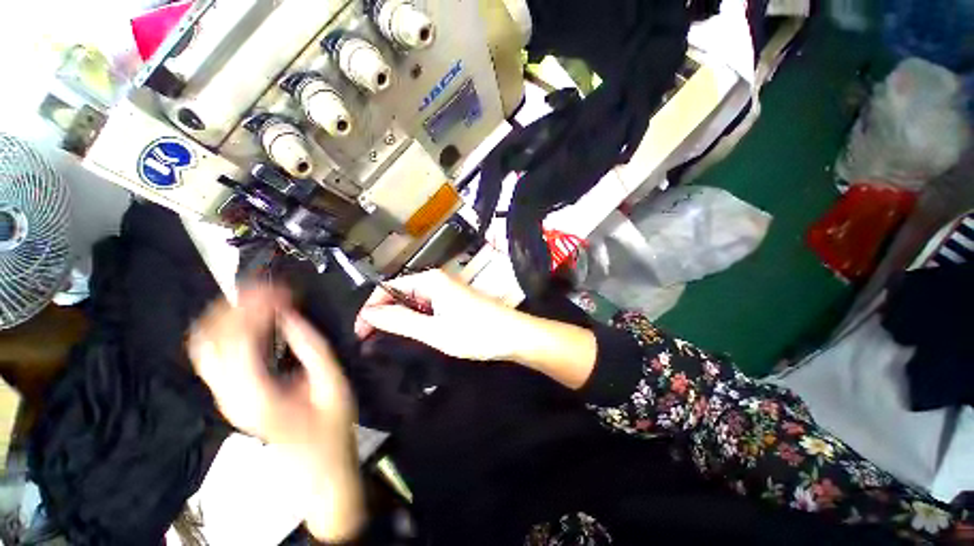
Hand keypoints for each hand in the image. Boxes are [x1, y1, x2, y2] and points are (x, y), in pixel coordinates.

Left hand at [188, 287, 362, 541]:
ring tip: (256, 296)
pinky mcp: (228, 394)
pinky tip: (244, 319)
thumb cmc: (330, 425)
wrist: (315, 462)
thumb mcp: (331, 384)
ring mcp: (223, 395)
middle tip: (268, 287)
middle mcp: (228, 394)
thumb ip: (311, 348)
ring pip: (204, 345)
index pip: (240, 338)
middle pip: (211, 338)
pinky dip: (224, 330)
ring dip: (227, 314)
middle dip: (237, 304)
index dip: (257, 307)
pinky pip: (212, 354)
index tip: (282, 288)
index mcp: (256, 393)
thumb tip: (292, 315)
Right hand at [356, 270, 598, 387]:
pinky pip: (427, 305)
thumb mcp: (434, 331)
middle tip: (372, 338)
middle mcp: (437, 279)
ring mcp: (447, 289)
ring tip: (389, 338)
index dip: (371, 308)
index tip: (361, 332)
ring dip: (399, 317)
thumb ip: (400, 321)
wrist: (513, 335)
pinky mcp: (454, 300)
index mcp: (430, 280)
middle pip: (400, 292)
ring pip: (413, 300)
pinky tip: (414, 332)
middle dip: (384, 313)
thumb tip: (369, 314)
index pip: (388, 287)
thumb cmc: (475, 332)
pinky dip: (416, 318)